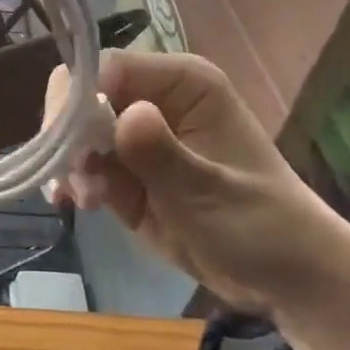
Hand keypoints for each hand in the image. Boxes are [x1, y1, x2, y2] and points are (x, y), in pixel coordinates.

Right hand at [44, 50, 349, 314]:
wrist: (285, 282)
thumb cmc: (261, 226)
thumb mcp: (209, 192)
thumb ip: (162, 154)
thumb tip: (124, 113)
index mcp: (182, 83)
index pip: (109, 67)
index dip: (78, 97)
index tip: (64, 143)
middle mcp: (153, 98)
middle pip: (84, 94)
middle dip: (69, 134)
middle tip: (73, 177)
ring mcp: (137, 135)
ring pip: (76, 131)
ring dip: (69, 164)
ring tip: (84, 201)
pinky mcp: (126, 171)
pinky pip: (84, 163)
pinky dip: (73, 181)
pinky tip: (75, 204)